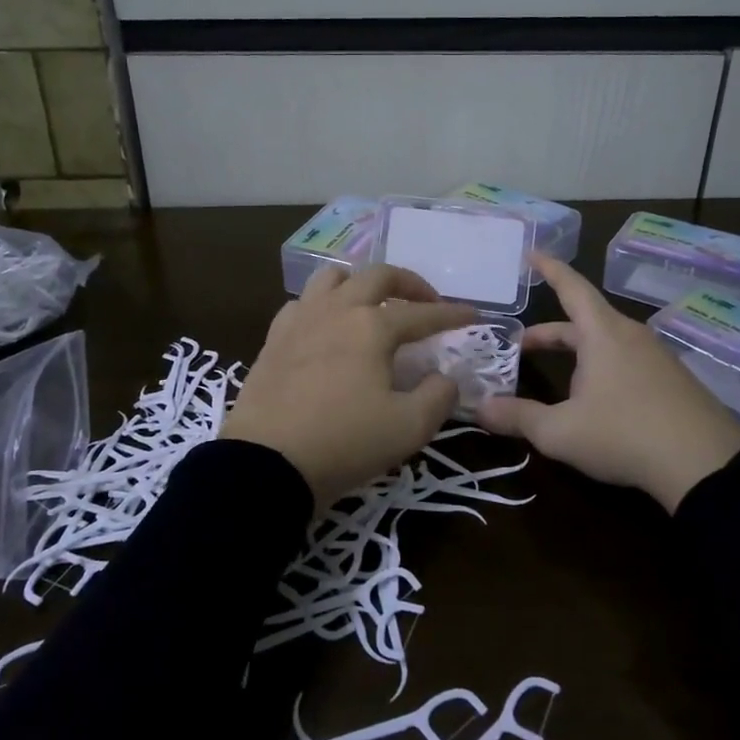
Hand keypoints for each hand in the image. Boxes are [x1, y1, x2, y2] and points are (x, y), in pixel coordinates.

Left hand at [222, 264, 476, 510]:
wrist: (266, 463)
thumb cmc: (344, 443)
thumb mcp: (409, 428)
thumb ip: (438, 396)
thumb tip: (444, 377)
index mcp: (372, 326)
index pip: (422, 313)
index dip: (452, 314)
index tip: (473, 315)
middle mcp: (336, 310)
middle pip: (377, 276)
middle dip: (409, 283)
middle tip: (425, 302)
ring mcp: (300, 320)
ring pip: (333, 277)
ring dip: (360, 283)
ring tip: (372, 304)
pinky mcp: (274, 338)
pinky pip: (302, 303)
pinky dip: (323, 305)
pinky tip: (327, 327)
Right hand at [477, 252, 739, 511]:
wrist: (706, 468)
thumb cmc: (624, 435)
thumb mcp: (560, 431)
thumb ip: (518, 418)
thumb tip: (480, 409)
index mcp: (602, 334)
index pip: (571, 287)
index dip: (549, 269)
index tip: (532, 253)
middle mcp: (631, 335)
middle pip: (584, 321)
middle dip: (550, 333)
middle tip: (521, 346)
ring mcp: (657, 357)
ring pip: (607, 343)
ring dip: (577, 352)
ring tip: (558, 377)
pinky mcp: (674, 381)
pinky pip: (628, 361)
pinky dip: (603, 367)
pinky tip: (598, 400)